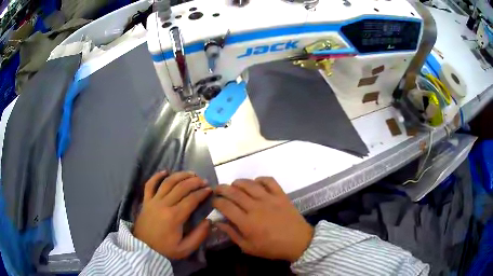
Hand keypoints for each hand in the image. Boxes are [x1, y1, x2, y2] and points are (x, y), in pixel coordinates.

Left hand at [133, 171, 211, 258]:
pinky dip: (157, 176)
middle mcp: (164, 205)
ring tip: (190, 173)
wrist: (143, 249)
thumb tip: (209, 221)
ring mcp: (153, 201)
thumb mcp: (185, 248)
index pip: (191, 199)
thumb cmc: (165, 249)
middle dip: (194, 181)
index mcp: (175, 217)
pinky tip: (165, 171)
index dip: (202, 193)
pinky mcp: (146, 201)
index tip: (210, 190)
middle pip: (181, 187)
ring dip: (180, 175)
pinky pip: (150, 185)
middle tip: (203, 180)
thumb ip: (199, 235)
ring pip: (167, 182)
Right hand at [213, 177, 313, 261]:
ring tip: (233, 185)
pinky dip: (260, 179)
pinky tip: (256, 183)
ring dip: (238, 182)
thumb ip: (232, 234)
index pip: (225, 206)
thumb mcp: (248, 247)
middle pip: (234, 192)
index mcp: (246, 222)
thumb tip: (217, 222)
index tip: (213, 201)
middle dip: (222, 188)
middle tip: (217, 189)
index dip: (216, 201)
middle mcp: (256, 207)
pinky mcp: (281, 195)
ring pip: (249, 184)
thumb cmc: (272, 247)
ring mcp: (269, 199)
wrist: (298, 242)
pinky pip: (269, 181)